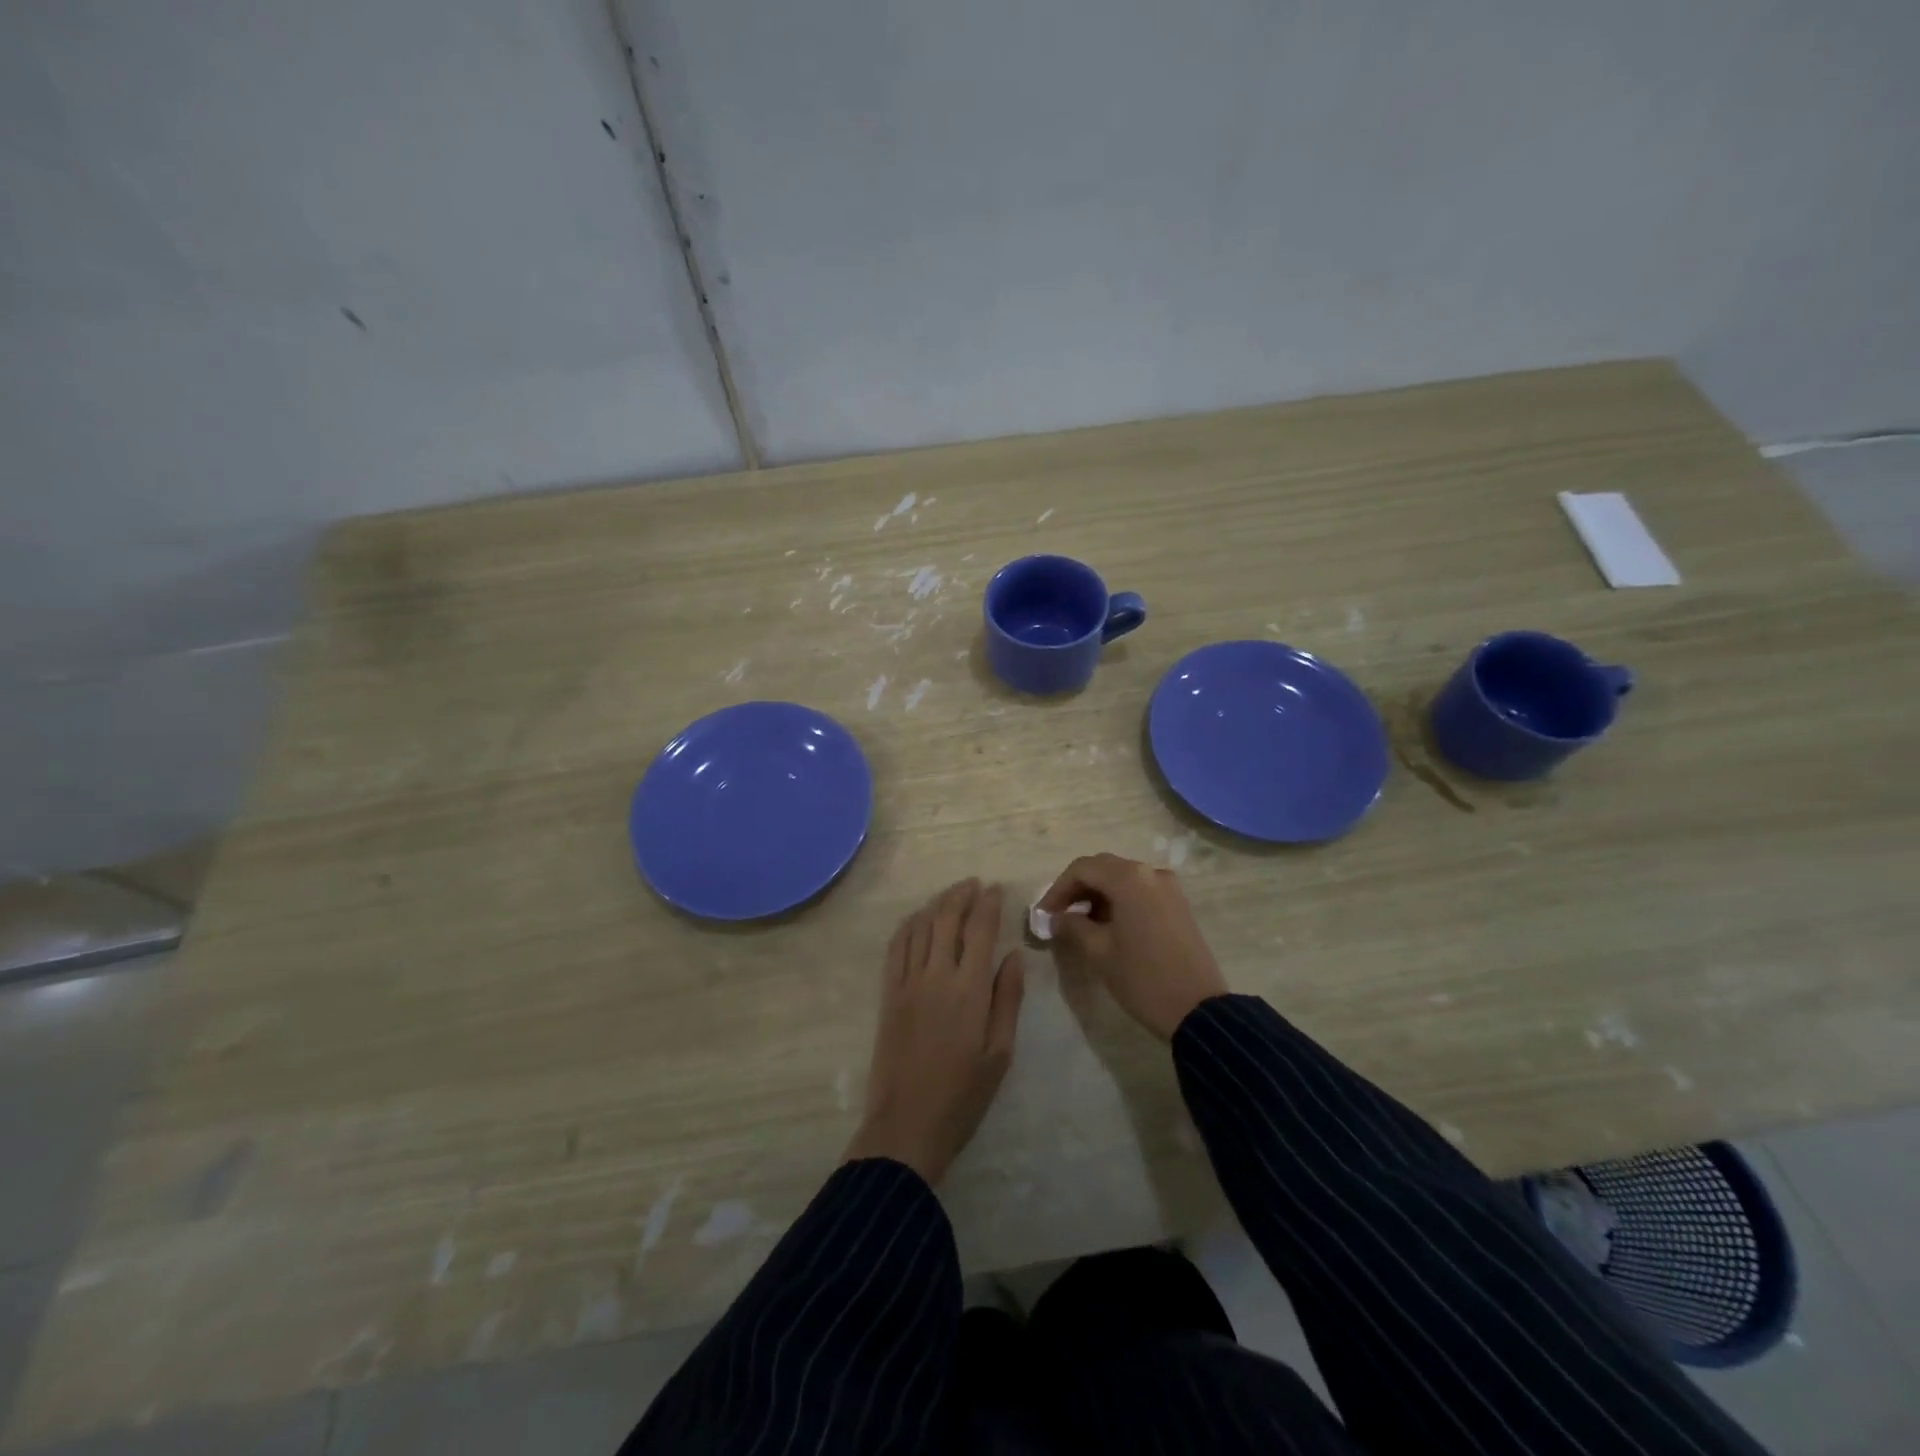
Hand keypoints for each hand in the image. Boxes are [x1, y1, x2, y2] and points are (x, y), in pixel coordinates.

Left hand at [844, 880, 1025, 1184]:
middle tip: (974, 884)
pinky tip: (917, 920)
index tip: (996, 888)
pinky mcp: (888, 993)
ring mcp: (907, 982)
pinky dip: (908, 925)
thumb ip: (1007, 998)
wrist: (907, 1124)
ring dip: (936, 904)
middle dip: (961, 895)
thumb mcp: (1000, 1052)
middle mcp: (936, 975)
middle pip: (946, 918)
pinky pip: (896, 947)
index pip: (980, 930)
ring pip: (920, 926)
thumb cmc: (963, 1094)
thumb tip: (1014, 954)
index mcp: (969, 989)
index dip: (989, 904)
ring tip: (951, 896)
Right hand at [1038, 854, 1227, 1039]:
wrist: (1198, 1010)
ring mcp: (1168, 887)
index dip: (1057, 889)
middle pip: (1103, 867)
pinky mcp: (1178, 904)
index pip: (1082, 869)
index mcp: (1129, 878)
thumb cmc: (1142, 978)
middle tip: (1057, 915)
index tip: (1043, 914)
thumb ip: (1072, 926)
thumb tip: (1056, 917)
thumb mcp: (1099, 952)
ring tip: (1079, 923)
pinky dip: (1119, 900)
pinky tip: (1107, 925)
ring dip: (1098, 894)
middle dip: (1077, 888)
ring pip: (1122, 878)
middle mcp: (1150, 873)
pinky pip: (1140, 890)